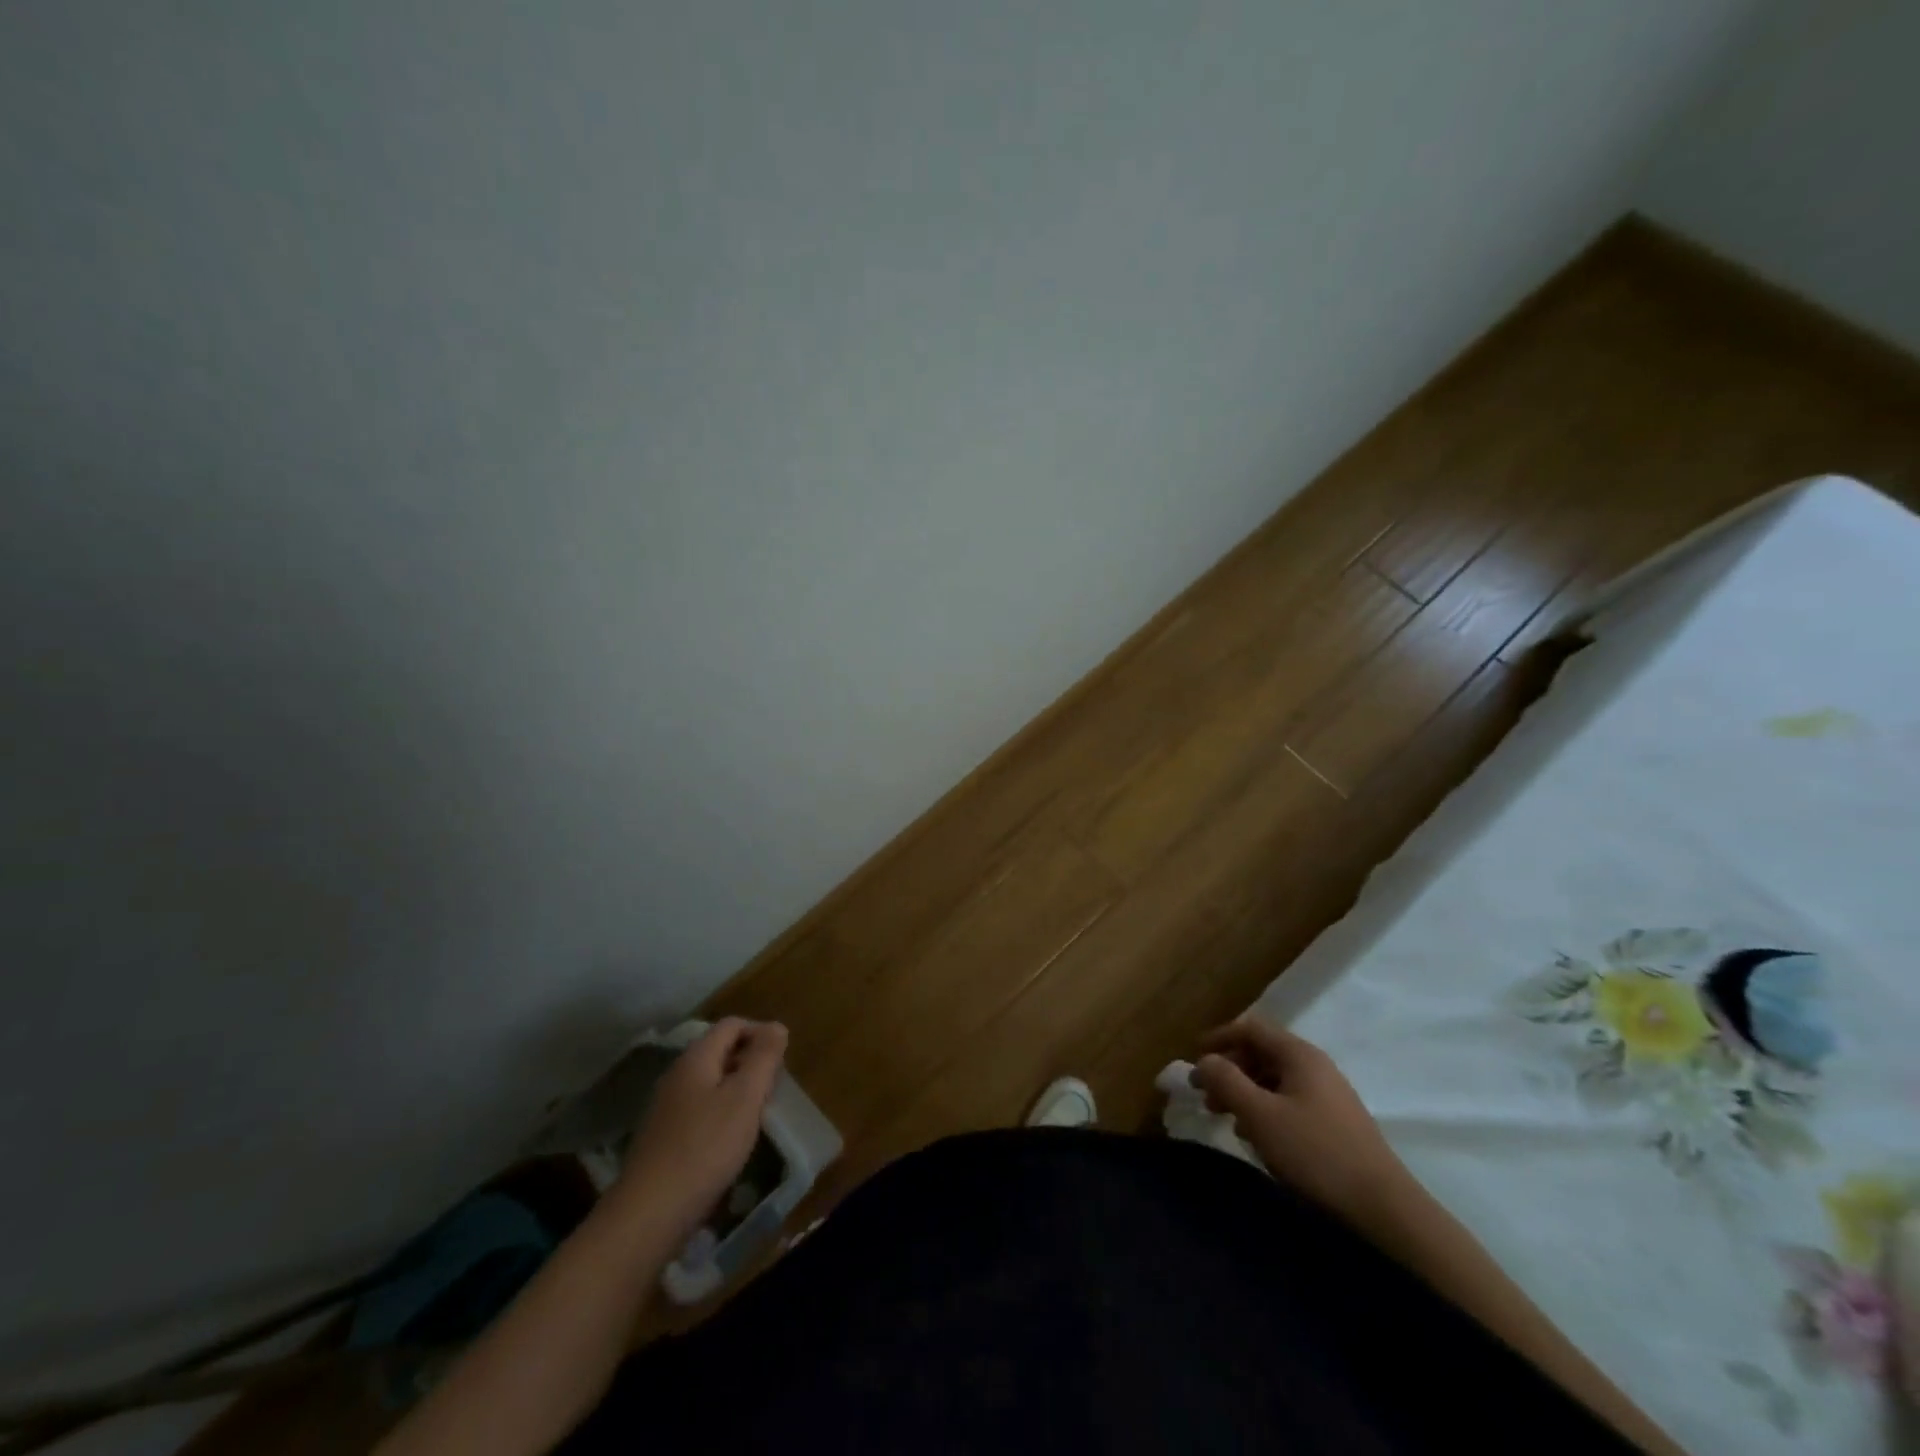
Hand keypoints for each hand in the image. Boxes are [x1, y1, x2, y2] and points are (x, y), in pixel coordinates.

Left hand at [612, 1018, 788, 1239]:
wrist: (649, 1213)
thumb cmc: (705, 1147)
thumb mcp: (745, 1097)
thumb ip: (763, 1058)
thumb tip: (776, 1026)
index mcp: (696, 1058)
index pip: (732, 1025)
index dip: (760, 1032)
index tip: (781, 1059)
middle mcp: (677, 1075)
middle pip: (719, 1052)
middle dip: (750, 1062)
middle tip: (773, 1089)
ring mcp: (666, 1108)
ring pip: (710, 1083)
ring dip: (737, 1090)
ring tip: (757, 1115)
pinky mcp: (663, 1139)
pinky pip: (699, 1110)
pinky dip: (720, 1115)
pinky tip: (730, 1142)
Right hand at [1192, 1017, 1410, 1224]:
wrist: (1384, 1209)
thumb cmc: (1315, 1153)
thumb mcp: (1260, 1115)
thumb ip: (1226, 1081)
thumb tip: (1203, 1060)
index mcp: (1298, 1055)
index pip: (1250, 1028)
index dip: (1219, 1038)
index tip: (1193, 1058)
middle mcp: (1315, 1066)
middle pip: (1261, 1053)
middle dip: (1229, 1070)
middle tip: (1207, 1096)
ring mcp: (1329, 1095)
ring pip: (1275, 1080)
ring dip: (1245, 1093)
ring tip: (1228, 1121)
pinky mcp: (1335, 1123)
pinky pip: (1290, 1102)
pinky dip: (1266, 1111)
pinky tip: (1259, 1139)